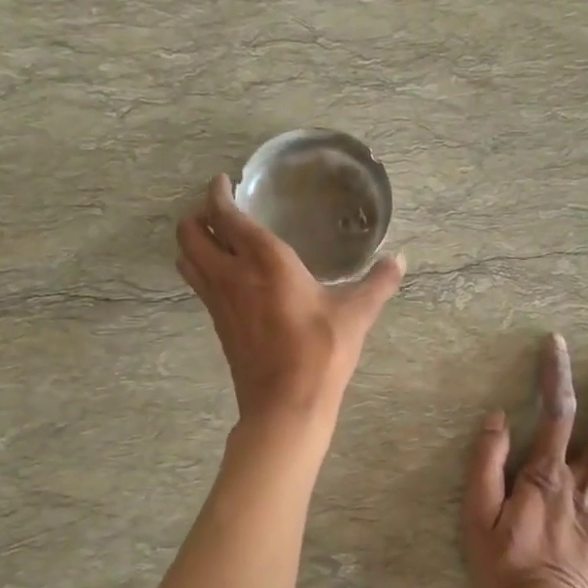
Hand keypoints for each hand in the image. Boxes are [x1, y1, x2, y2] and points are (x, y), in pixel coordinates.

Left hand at [177, 175, 404, 426]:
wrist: (286, 404)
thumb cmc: (321, 352)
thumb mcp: (356, 314)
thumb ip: (378, 282)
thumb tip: (400, 259)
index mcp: (265, 261)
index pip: (226, 215)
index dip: (217, 193)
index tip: (224, 182)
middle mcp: (232, 274)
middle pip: (190, 233)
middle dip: (197, 214)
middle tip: (218, 209)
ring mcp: (218, 301)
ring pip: (186, 258)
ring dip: (192, 241)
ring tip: (216, 236)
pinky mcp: (217, 324)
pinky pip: (197, 283)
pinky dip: (200, 267)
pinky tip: (226, 275)